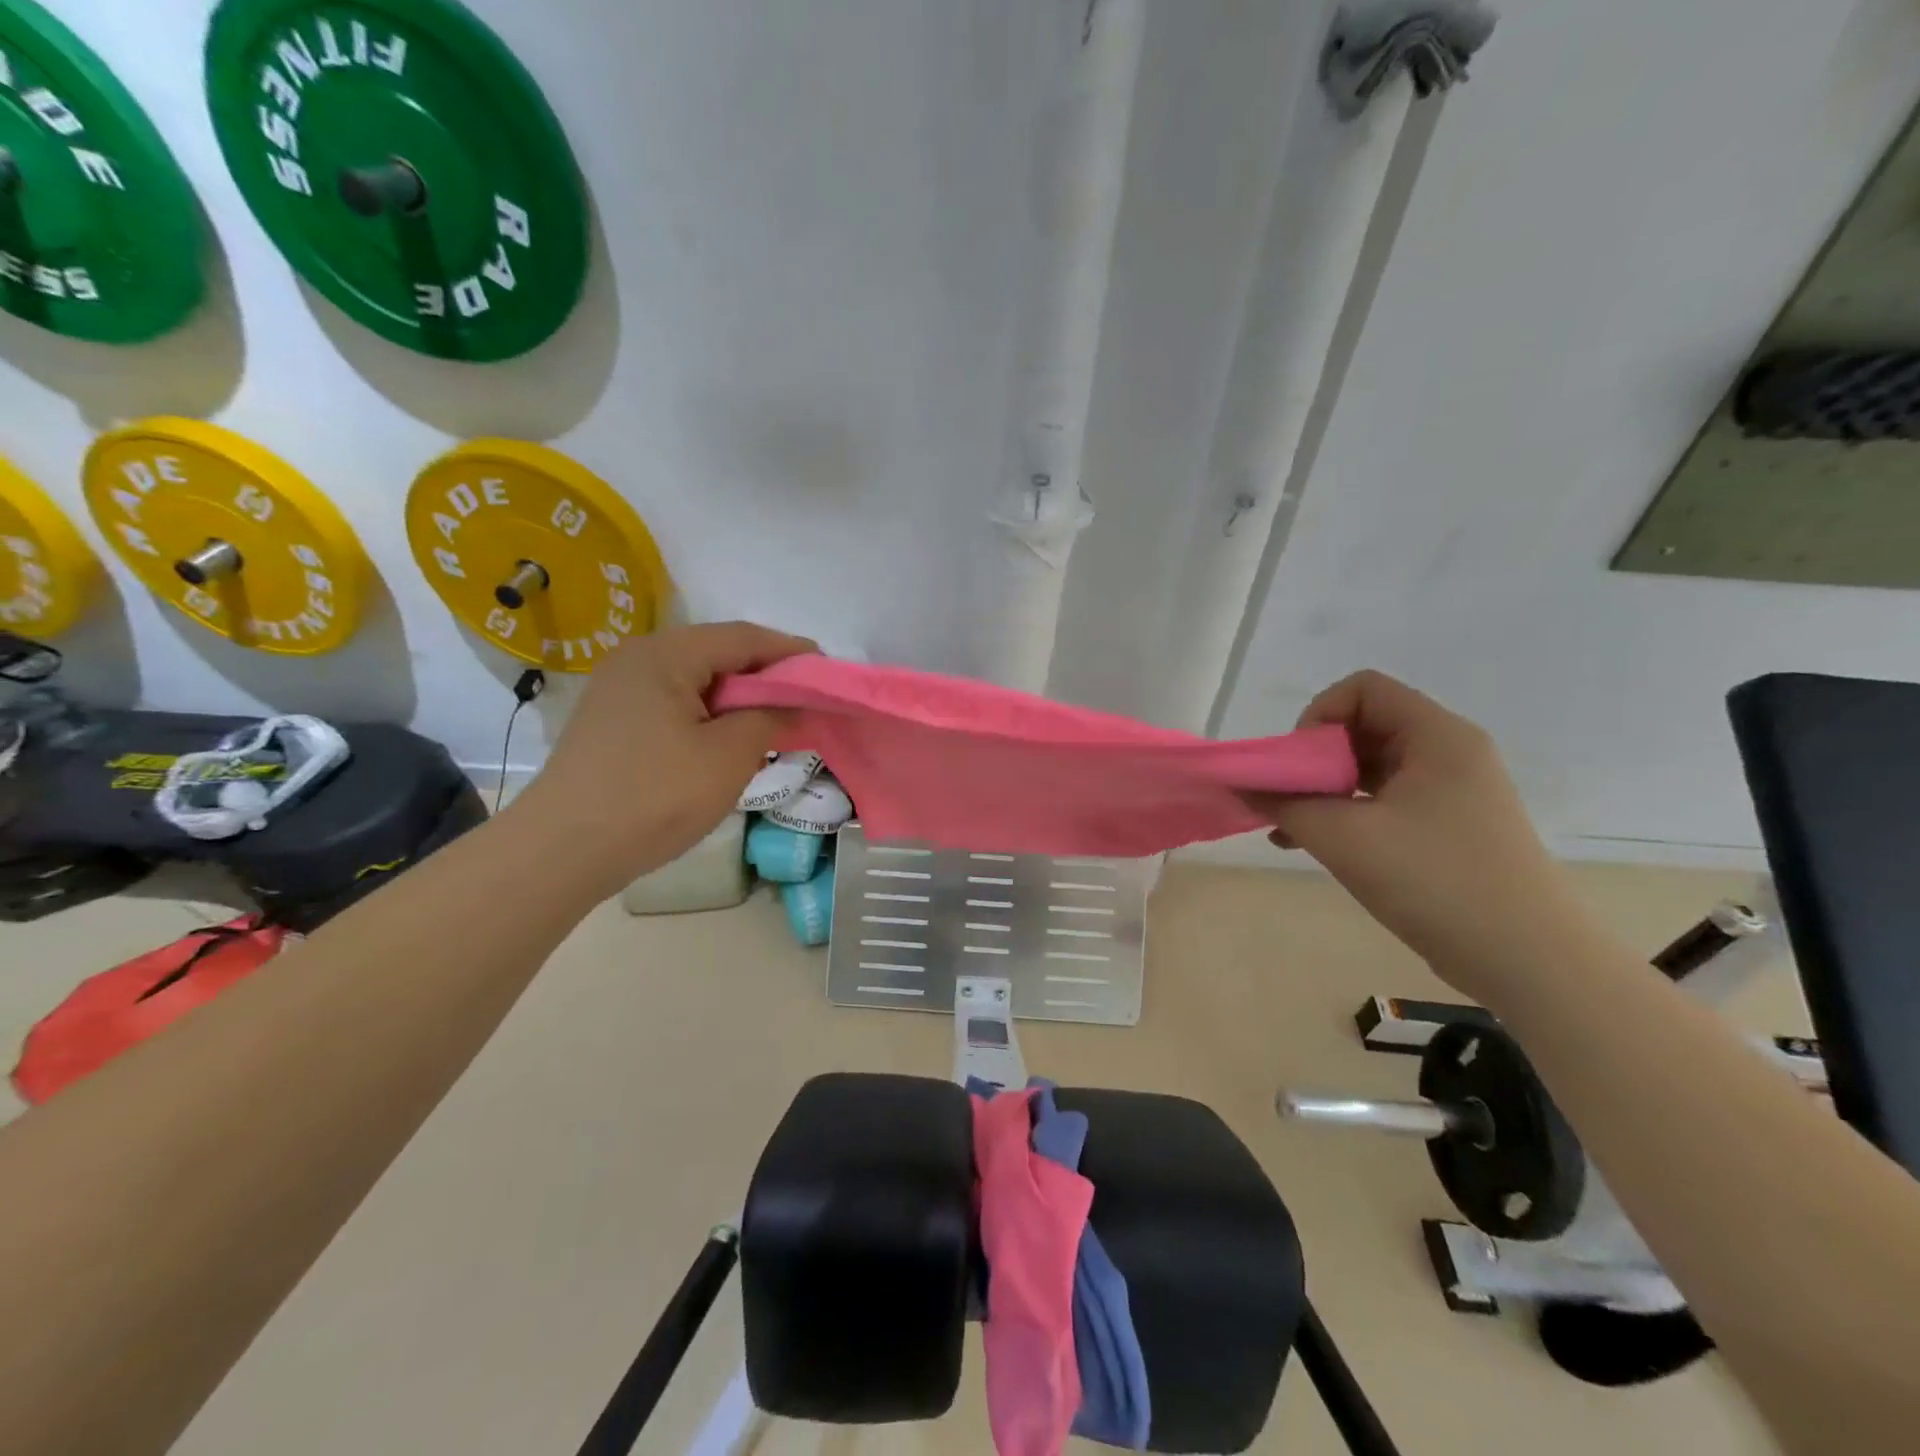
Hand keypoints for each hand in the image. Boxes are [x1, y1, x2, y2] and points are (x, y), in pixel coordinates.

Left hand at [509, 622, 814, 894]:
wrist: (562, 851)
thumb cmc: (654, 796)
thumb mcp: (727, 756)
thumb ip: (770, 719)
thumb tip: (797, 704)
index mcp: (666, 654)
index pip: (744, 638)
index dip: (792, 652)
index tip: (829, 673)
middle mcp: (639, 658)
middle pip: (719, 653)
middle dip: (767, 675)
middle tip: (806, 701)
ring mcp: (620, 689)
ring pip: (698, 680)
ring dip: (740, 698)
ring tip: (774, 722)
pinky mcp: (614, 720)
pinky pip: (676, 702)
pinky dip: (711, 714)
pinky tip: (729, 739)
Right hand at [1252, 671, 1594, 1001]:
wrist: (1527, 961)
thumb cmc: (1435, 881)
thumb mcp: (1345, 838)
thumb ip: (1285, 805)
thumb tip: (1244, 786)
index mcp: (1436, 737)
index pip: (1363, 689)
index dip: (1318, 715)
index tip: (1298, 765)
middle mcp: (1448, 753)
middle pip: (1364, 726)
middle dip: (1314, 759)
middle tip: (1288, 800)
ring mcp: (1451, 792)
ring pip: (1370, 768)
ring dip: (1323, 791)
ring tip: (1289, 829)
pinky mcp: (1448, 827)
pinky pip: (1384, 801)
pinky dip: (1345, 814)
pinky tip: (1310, 845)